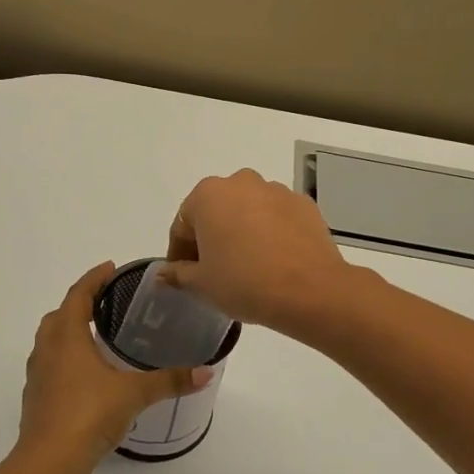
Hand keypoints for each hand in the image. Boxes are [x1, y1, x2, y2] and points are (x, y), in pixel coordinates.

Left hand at [16, 262, 210, 473]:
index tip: (110, 268)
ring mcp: (37, 376)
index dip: (94, 279)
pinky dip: (66, 360)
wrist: (49, 462)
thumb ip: (170, 380)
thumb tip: (207, 371)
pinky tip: (86, 376)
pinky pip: (50, 367)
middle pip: (59, 316)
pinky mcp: (36, 400)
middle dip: (80, 304)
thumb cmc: (88, 414)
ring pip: (50, 342)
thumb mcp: (134, 393)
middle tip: (105, 302)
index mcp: (66, 337)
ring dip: (69, 332)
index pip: (78, 295)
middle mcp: (47, 350)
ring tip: (96, 336)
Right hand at [162, 169, 351, 332]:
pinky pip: (277, 218)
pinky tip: (274, 261)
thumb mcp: (202, 284)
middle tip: (214, 271)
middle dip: (211, 237)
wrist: (309, 290)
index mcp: (208, 195)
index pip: (183, 224)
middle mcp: (241, 182)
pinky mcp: (304, 205)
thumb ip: (178, 274)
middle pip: (216, 211)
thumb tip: (164, 273)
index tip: (183, 276)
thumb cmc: (244, 282)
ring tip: (247, 267)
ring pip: (248, 211)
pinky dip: (270, 234)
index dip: (179, 253)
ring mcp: (277, 190)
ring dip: (242, 232)